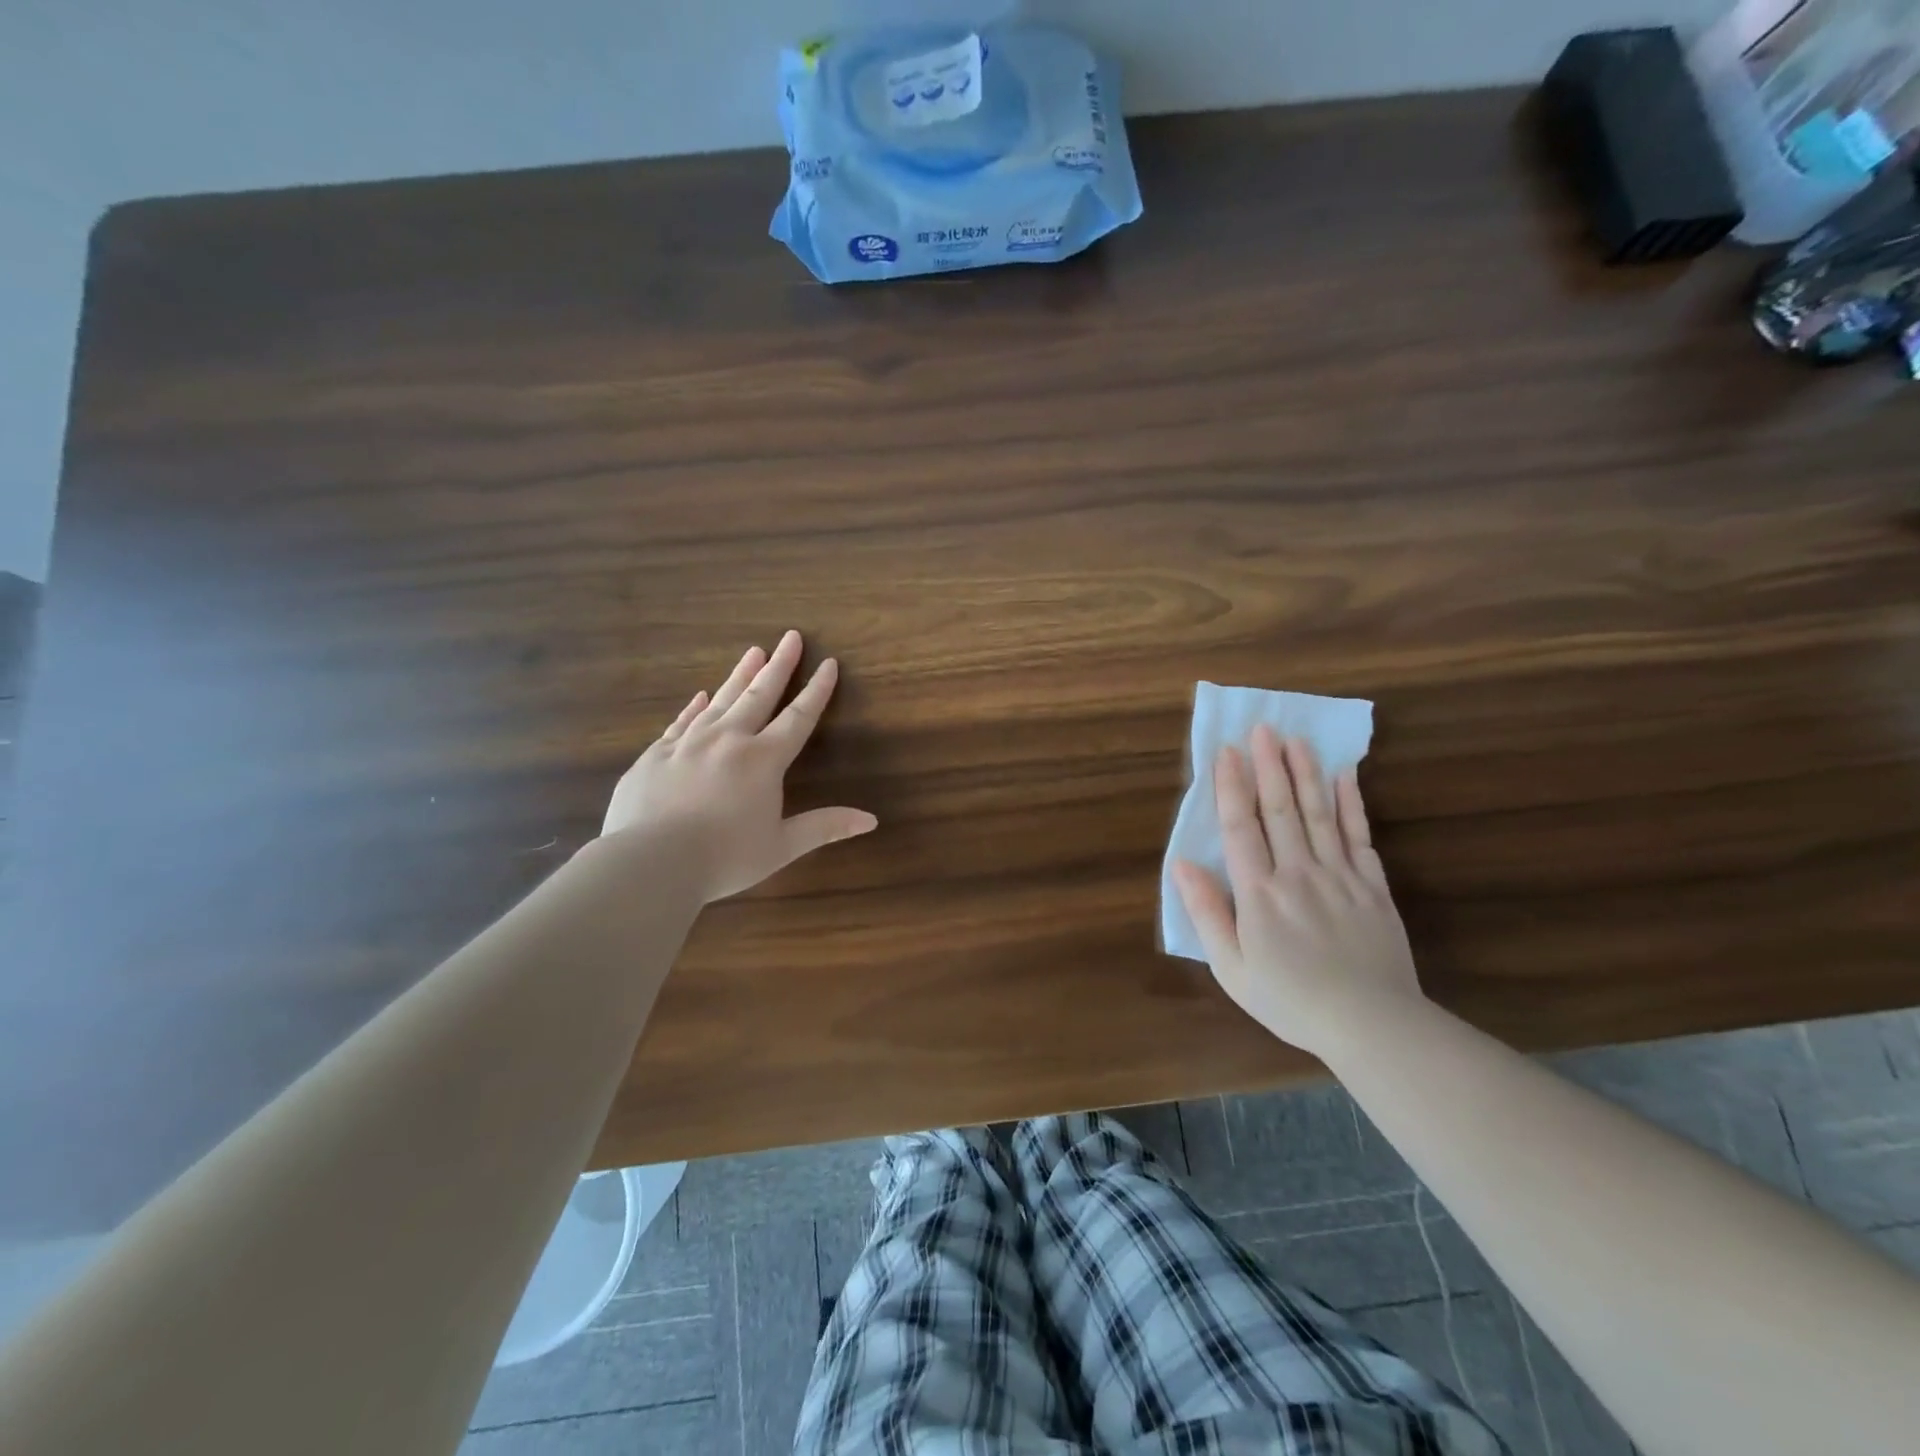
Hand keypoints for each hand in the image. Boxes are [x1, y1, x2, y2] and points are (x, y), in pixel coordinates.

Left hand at [602, 630, 876, 901]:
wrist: (649, 863)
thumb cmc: (723, 858)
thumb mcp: (781, 847)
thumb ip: (824, 827)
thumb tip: (871, 820)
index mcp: (762, 760)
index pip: (798, 717)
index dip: (816, 690)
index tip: (828, 663)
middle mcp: (728, 740)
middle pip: (758, 695)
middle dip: (779, 666)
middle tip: (790, 637)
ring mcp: (687, 743)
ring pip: (719, 700)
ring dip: (739, 676)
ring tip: (753, 651)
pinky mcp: (655, 755)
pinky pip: (680, 722)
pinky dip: (694, 707)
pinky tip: (700, 696)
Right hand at [1173, 725, 1423, 1057]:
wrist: (1372, 1026)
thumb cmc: (1290, 1000)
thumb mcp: (1232, 968)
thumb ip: (1206, 913)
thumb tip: (1180, 864)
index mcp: (1259, 893)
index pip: (1240, 827)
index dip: (1232, 787)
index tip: (1226, 751)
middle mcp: (1298, 873)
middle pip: (1281, 810)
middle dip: (1268, 766)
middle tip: (1263, 728)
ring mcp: (1340, 876)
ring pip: (1320, 814)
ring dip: (1305, 773)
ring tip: (1296, 739)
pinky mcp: (1373, 887)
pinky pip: (1359, 836)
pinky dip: (1351, 804)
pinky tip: (1345, 777)